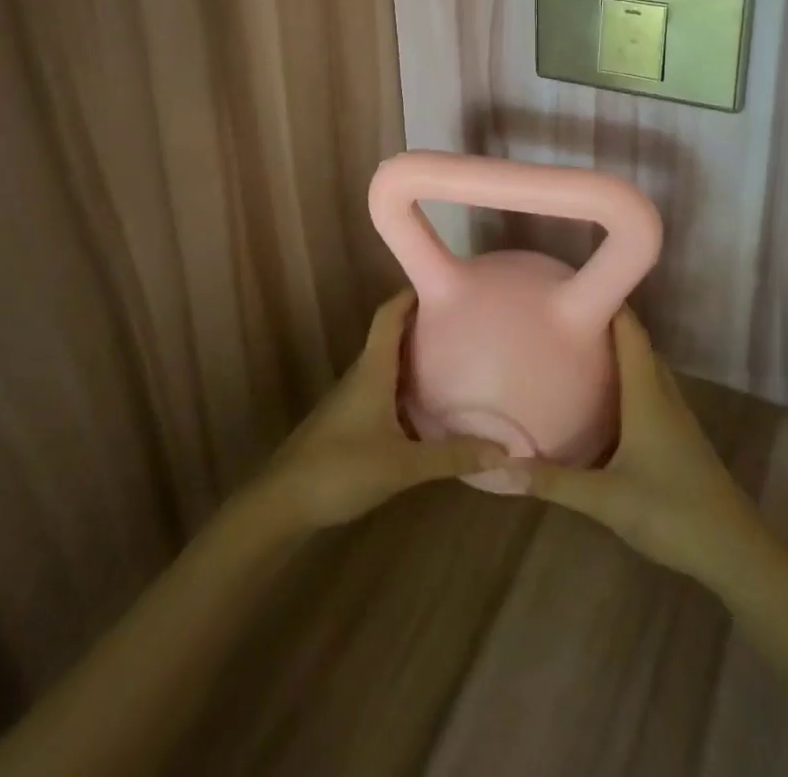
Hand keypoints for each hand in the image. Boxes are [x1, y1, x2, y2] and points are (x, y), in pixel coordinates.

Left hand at [255, 289, 505, 531]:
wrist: (283, 502)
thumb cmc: (341, 469)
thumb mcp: (403, 465)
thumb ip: (452, 456)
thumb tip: (504, 449)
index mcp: (373, 369)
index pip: (389, 315)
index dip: (411, 294)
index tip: (444, 284)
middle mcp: (362, 374)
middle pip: (392, 335)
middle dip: (423, 325)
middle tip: (462, 324)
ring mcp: (352, 397)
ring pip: (387, 363)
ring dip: (415, 356)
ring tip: (454, 358)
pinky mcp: (348, 420)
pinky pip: (383, 388)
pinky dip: (405, 385)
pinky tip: (426, 405)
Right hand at [512, 309, 766, 580]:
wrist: (736, 552)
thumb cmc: (673, 513)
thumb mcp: (606, 499)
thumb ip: (553, 481)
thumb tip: (499, 468)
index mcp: (647, 394)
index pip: (630, 331)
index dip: (608, 301)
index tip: (574, 283)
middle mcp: (663, 395)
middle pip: (638, 344)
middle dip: (607, 322)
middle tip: (567, 315)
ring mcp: (676, 417)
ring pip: (646, 368)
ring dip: (620, 351)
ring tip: (581, 348)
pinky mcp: (680, 437)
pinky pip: (651, 390)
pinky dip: (629, 379)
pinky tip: (607, 399)